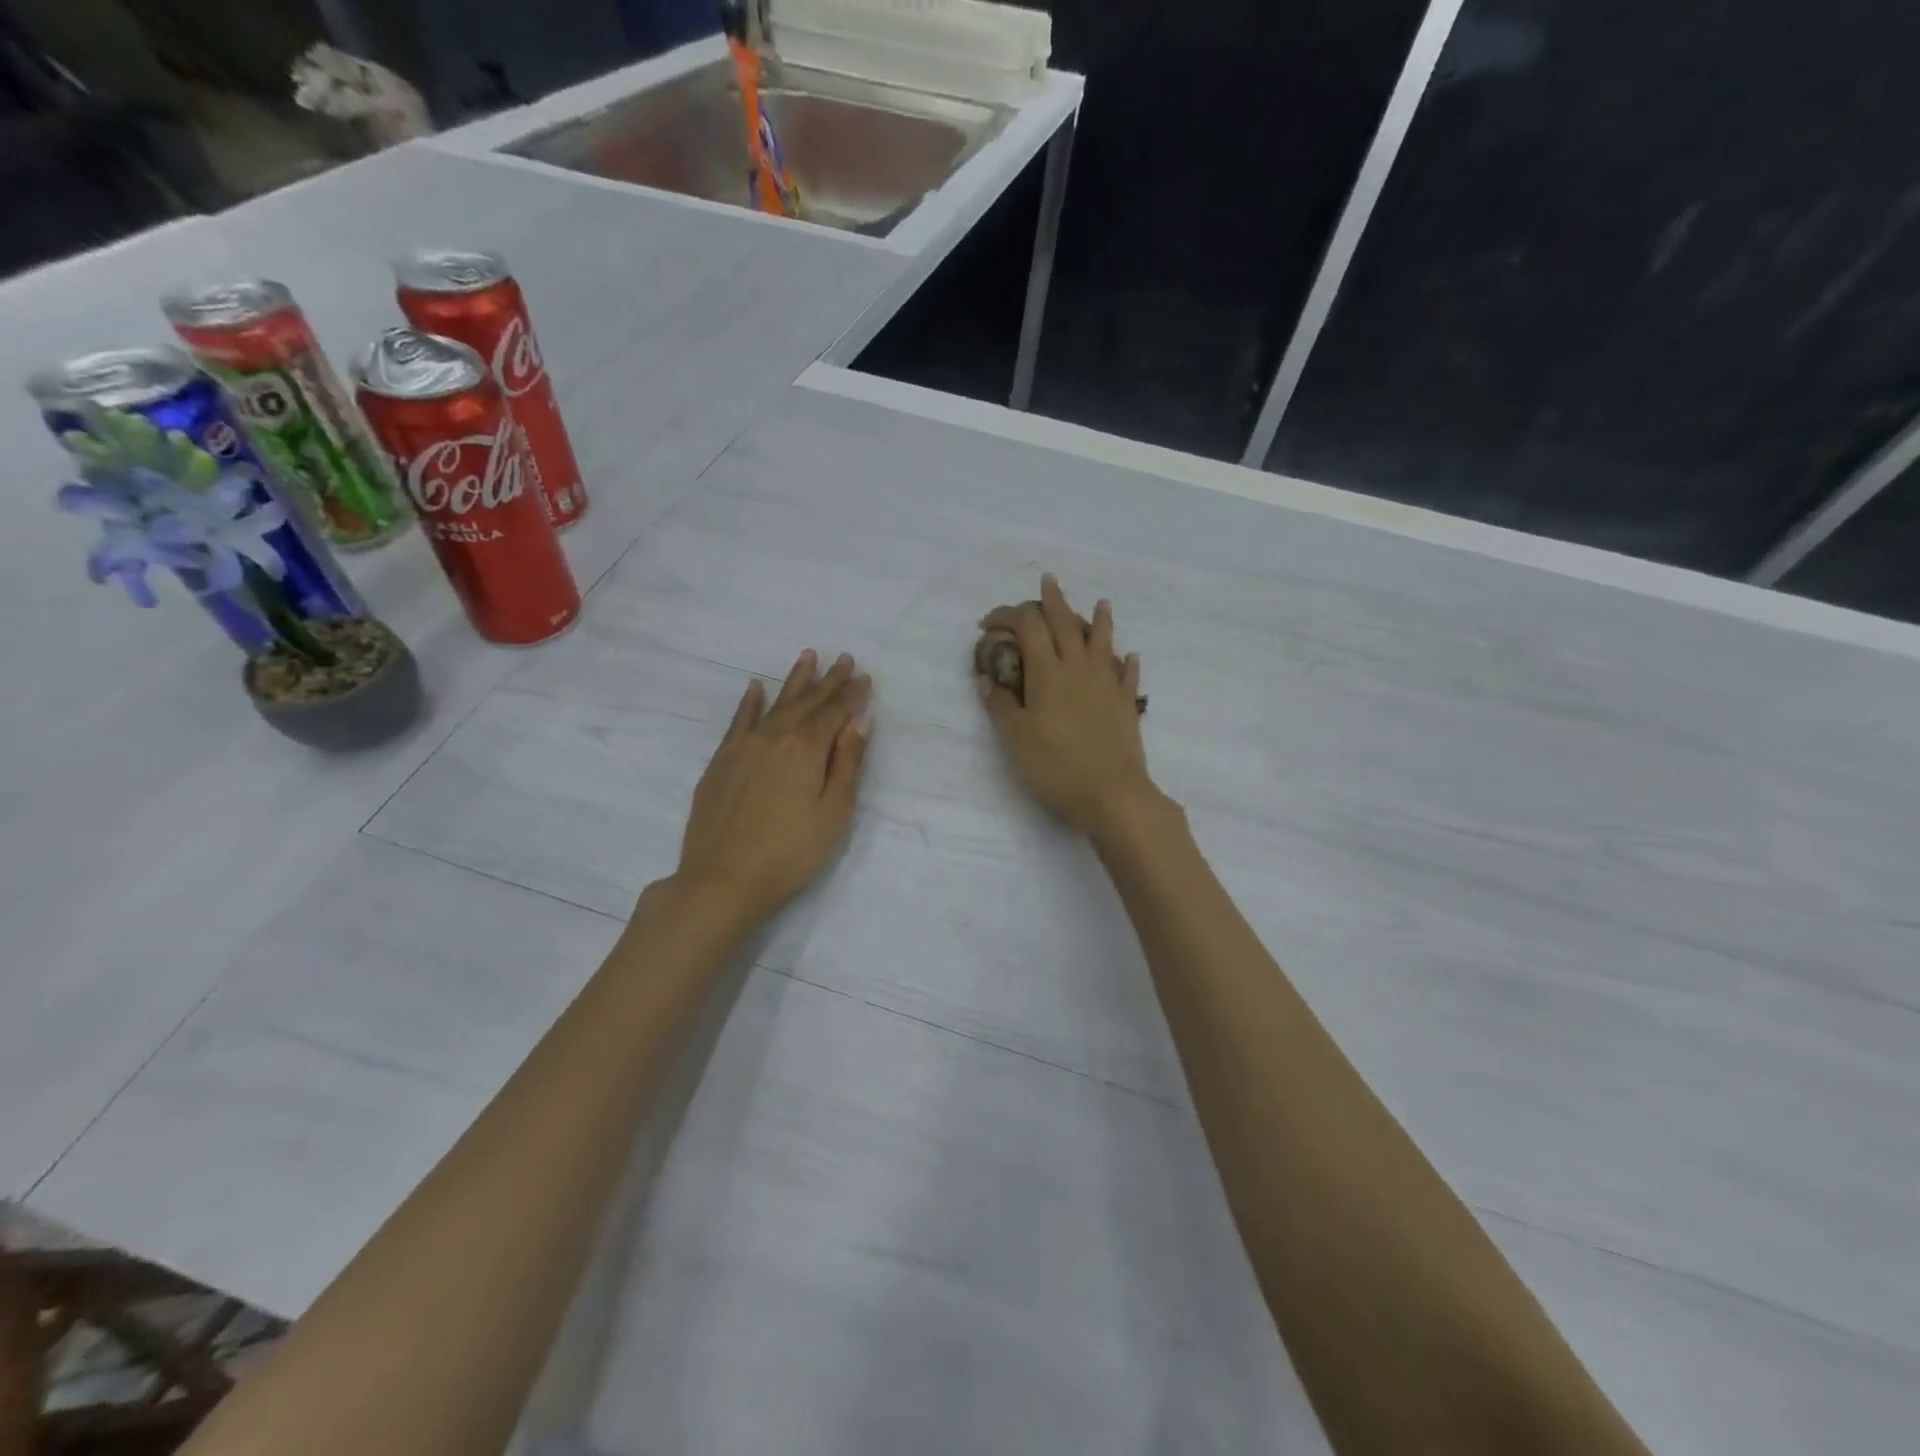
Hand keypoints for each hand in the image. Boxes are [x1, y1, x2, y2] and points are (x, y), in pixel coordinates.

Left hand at [673, 649, 872, 926]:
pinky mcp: (721, 761)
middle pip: (806, 702)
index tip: (864, 676)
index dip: (851, 694)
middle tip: (843, 658)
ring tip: (807, 657)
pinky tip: (756, 688)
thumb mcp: (833, 812)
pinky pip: (739, 721)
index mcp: (806, 748)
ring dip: (793, 681)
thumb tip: (860, 721)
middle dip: (828, 680)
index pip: (835, 712)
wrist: (722, 880)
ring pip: (774, 704)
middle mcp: (775, 737)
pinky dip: (750, 702)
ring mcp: (743, 747)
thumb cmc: (790, 852)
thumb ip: (847, 763)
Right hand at [976, 574, 1156, 838]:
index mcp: (1048, 672)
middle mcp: (1079, 668)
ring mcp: (1107, 683)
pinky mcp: (1126, 703)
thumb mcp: (1016, 738)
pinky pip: (1127, 674)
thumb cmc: (1057, 766)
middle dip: (1053, 600)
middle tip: (1048, 581)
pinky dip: (1126, 661)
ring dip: (1099, 618)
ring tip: (1101, 602)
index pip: (1027, 627)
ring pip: (1102, 640)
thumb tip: (987, 679)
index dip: (1007, 616)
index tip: (988, 623)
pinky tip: (1129, 656)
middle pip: (1066, 622)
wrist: (1112, 794)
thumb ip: (1002, 705)